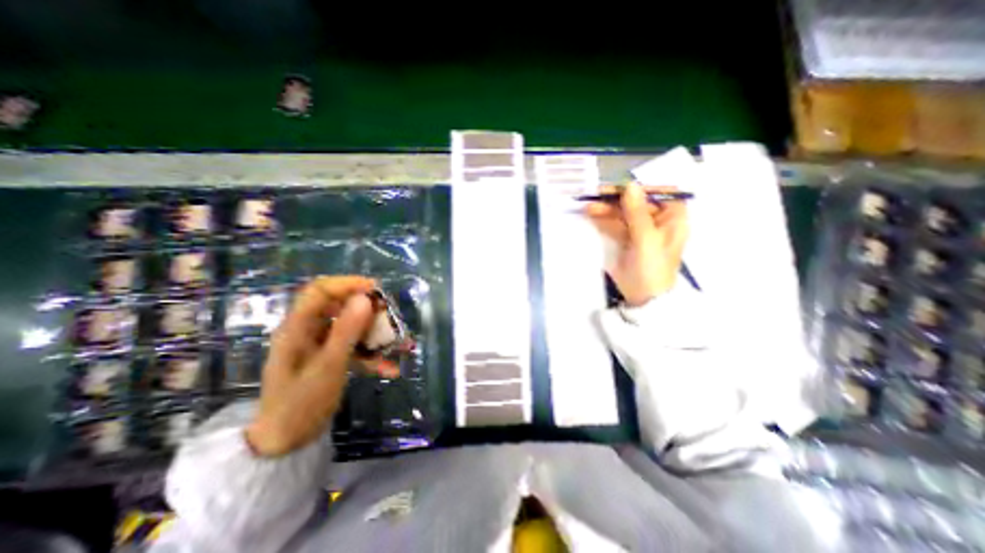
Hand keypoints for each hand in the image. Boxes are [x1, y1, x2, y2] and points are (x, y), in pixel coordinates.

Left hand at [246, 276, 399, 456]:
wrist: (286, 441)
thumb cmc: (301, 402)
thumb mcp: (328, 365)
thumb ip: (346, 330)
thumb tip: (365, 298)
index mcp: (297, 327)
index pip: (320, 290)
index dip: (347, 284)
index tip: (375, 289)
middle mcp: (307, 331)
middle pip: (338, 306)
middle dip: (366, 309)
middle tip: (388, 315)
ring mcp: (319, 344)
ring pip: (350, 327)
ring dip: (373, 333)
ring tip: (396, 342)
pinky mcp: (329, 357)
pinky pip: (353, 347)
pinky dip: (370, 355)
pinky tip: (389, 368)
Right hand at [588, 181, 686, 306]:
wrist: (643, 298)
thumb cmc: (652, 268)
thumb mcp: (646, 239)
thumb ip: (637, 212)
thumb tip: (629, 185)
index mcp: (673, 218)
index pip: (659, 193)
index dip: (639, 188)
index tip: (619, 188)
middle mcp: (659, 221)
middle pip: (637, 202)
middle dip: (617, 199)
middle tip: (596, 195)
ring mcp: (641, 231)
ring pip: (624, 213)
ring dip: (607, 209)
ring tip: (589, 207)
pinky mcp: (627, 240)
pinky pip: (616, 225)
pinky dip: (605, 220)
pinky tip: (592, 215)